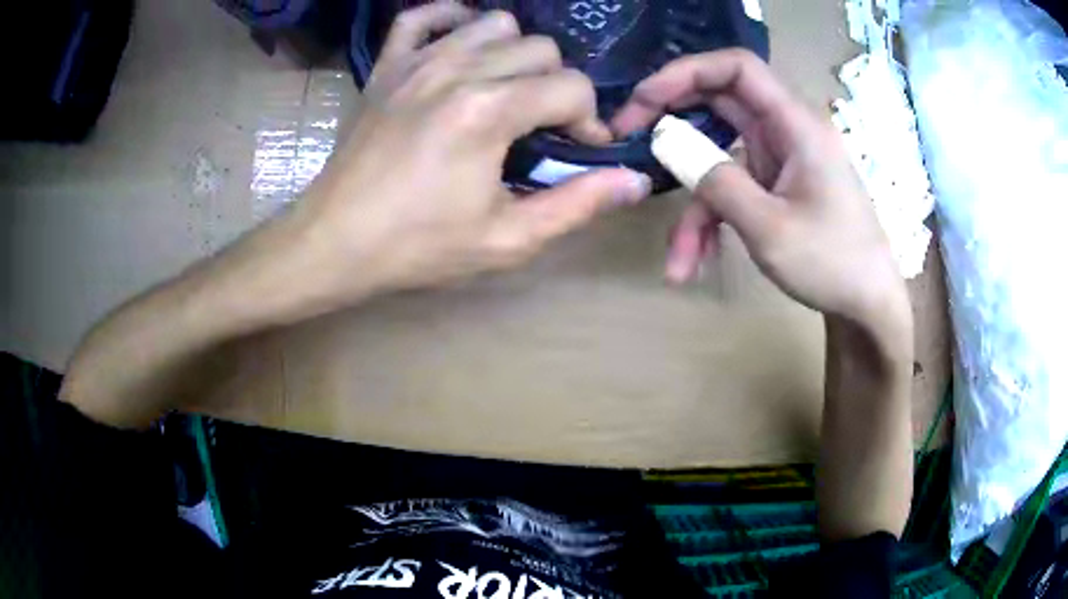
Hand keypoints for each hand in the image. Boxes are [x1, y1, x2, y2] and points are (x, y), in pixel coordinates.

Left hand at [294, 1, 650, 302]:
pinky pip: (424, 15)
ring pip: (496, 23)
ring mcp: (418, 61)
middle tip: (542, 125)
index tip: (581, 148)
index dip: (589, 119)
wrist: (336, 240)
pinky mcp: (387, 65)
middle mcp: (459, 70)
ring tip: (506, 89)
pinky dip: (451, 20)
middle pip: (542, 49)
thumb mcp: (507, 240)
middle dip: (557, 87)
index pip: (572, 87)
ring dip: (515, 54)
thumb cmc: (418, 246)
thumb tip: (635, 180)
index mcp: (490, 111)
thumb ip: (578, 204)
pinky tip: (460, 48)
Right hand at [612, 50, 907, 326]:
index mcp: (796, 124)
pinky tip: (696, 265)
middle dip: (671, 120)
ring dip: (694, 205)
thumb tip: (666, 144)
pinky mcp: (774, 186)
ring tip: (678, 260)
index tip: (645, 99)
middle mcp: (786, 132)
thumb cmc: (833, 264)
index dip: (686, 72)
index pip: (737, 69)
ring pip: (719, 159)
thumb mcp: (770, 228)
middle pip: (720, 102)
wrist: (867, 305)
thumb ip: (716, 181)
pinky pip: (731, 190)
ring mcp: (778, 160)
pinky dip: (711, 223)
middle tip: (627, 137)